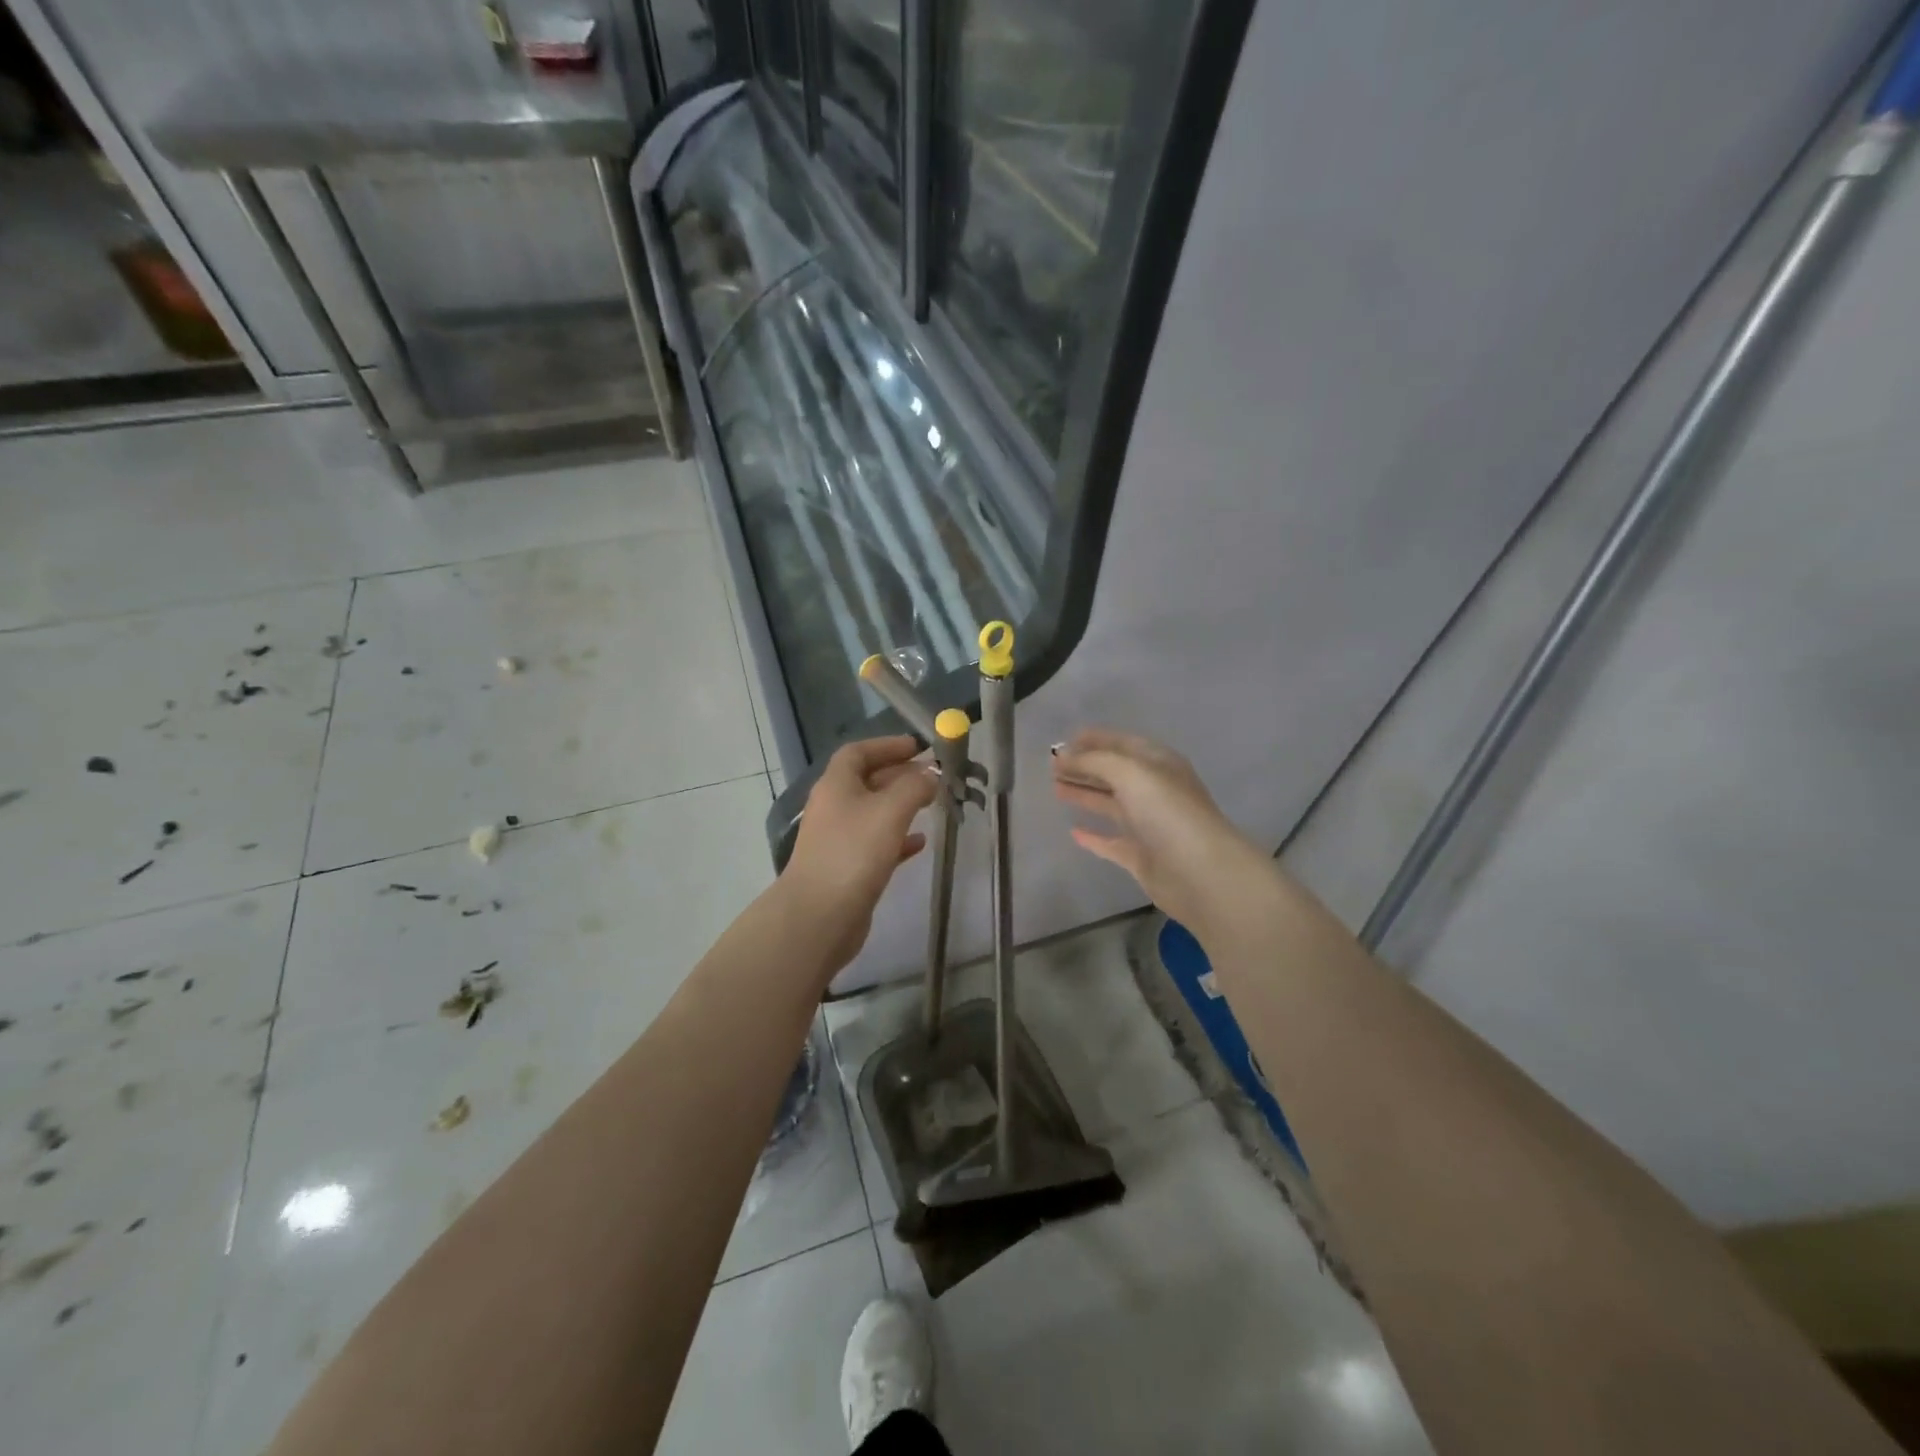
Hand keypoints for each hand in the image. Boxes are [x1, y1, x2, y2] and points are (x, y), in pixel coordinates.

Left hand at [781, 735, 937, 971]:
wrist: (819, 916)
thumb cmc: (854, 853)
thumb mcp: (890, 811)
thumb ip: (914, 787)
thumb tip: (931, 773)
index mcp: (836, 785)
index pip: (858, 752)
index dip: (886, 746)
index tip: (917, 747)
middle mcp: (833, 807)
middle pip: (866, 781)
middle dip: (899, 774)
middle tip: (932, 776)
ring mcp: (838, 839)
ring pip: (873, 812)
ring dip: (901, 805)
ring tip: (932, 804)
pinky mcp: (847, 868)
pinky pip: (876, 843)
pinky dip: (898, 838)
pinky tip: (920, 843)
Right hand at [1052, 728, 1271, 931]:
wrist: (1200, 873)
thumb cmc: (1167, 812)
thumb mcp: (1130, 772)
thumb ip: (1094, 761)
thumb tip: (1064, 755)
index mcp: (1158, 764)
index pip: (1122, 744)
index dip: (1094, 740)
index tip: (1063, 742)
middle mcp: (1154, 791)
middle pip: (1114, 773)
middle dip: (1084, 767)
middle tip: (1051, 767)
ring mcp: (1149, 825)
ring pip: (1110, 804)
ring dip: (1085, 794)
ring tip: (1054, 789)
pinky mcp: (1141, 857)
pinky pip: (1112, 842)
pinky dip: (1093, 836)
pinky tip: (1073, 832)